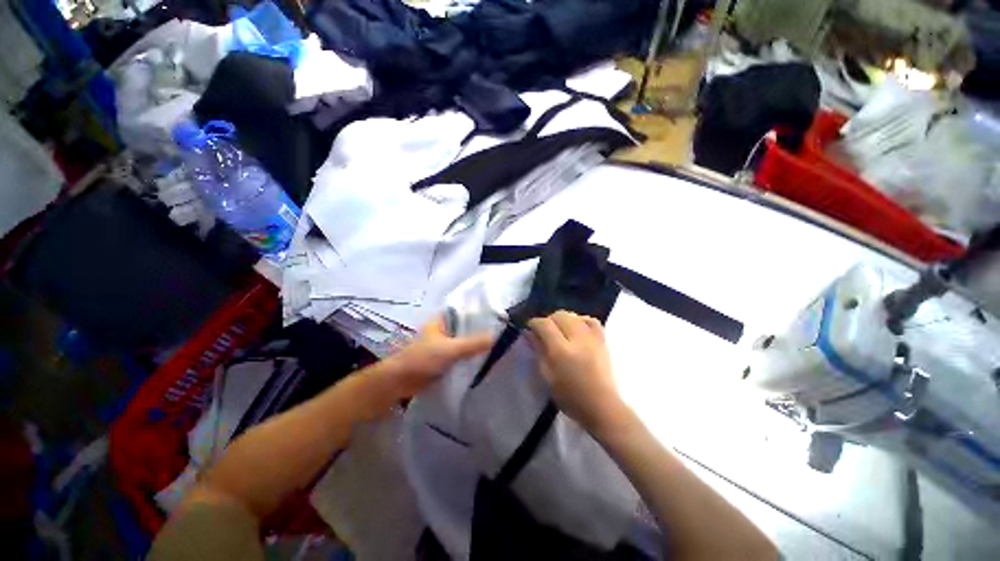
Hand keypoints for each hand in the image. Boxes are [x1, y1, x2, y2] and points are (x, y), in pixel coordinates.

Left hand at [377, 316, 492, 401]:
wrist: (398, 383)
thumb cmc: (421, 359)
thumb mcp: (450, 349)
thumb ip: (473, 343)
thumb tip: (497, 336)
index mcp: (442, 320)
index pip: (465, 311)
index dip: (481, 312)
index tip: (500, 315)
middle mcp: (444, 329)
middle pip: (467, 327)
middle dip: (482, 329)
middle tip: (504, 331)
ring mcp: (444, 345)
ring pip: (465, 341)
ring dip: (477, 344)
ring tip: (500, 344)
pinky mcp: (444, 359)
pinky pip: (462, 354)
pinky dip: (471, 356)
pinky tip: (486, 358)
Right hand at [527, 311, 627, 434]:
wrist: (602, 406)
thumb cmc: (570, 397)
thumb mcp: (547, 376)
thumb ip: (539, 351)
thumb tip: (529, 333)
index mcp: (561, 351)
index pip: (544, 324)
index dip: (534, 323)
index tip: (530, 328)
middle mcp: (577, 339)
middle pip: (559, 315)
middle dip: (548, 320)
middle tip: (544, 332)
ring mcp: (592, 338)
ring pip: (574, 315)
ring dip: (563, 319)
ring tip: (560, 331)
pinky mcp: (603, 340)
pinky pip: (591, 320)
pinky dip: (581, 320)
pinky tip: (577, 327)